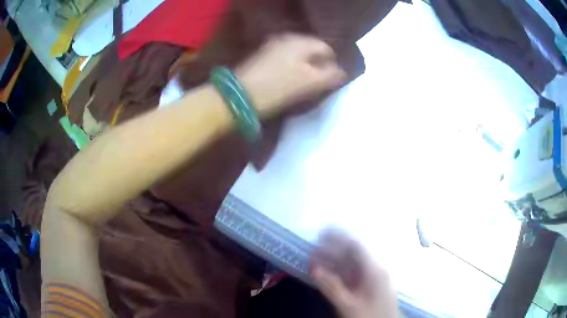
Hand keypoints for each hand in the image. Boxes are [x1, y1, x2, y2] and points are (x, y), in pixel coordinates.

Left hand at [236, 34, 346, 116]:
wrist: (238, 96)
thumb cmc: (278, 88)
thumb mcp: (310, 82)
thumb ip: (330, 75)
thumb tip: (342, 72)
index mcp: (301, 41)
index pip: (327, 48)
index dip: (332, 65)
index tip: (329, 82)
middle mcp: (287, 38)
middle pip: (312, 50)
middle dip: (317, 65)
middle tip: (317, 84)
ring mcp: (272, 46)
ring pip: (298, 55)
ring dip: (304, 67)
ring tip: (303, 84)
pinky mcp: (262, 56)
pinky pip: (285, 59)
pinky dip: (291, 68)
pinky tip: (288, 80)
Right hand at [310, 229, 397, 317]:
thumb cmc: (370, 316)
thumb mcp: (349, 305)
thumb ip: (332, 287)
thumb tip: (314, 268)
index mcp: (375, 270)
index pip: (357, 245)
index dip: (339, 236)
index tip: (321, 233)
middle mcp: (376, 268)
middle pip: (354, 252)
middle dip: (333, 247)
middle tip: (314, 245)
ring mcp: (374, 276)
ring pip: (353, 262)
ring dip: (334, 258)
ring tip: (316, 257)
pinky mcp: (370, 284)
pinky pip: (354, 272)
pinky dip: (340, 269)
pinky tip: (328, 271)